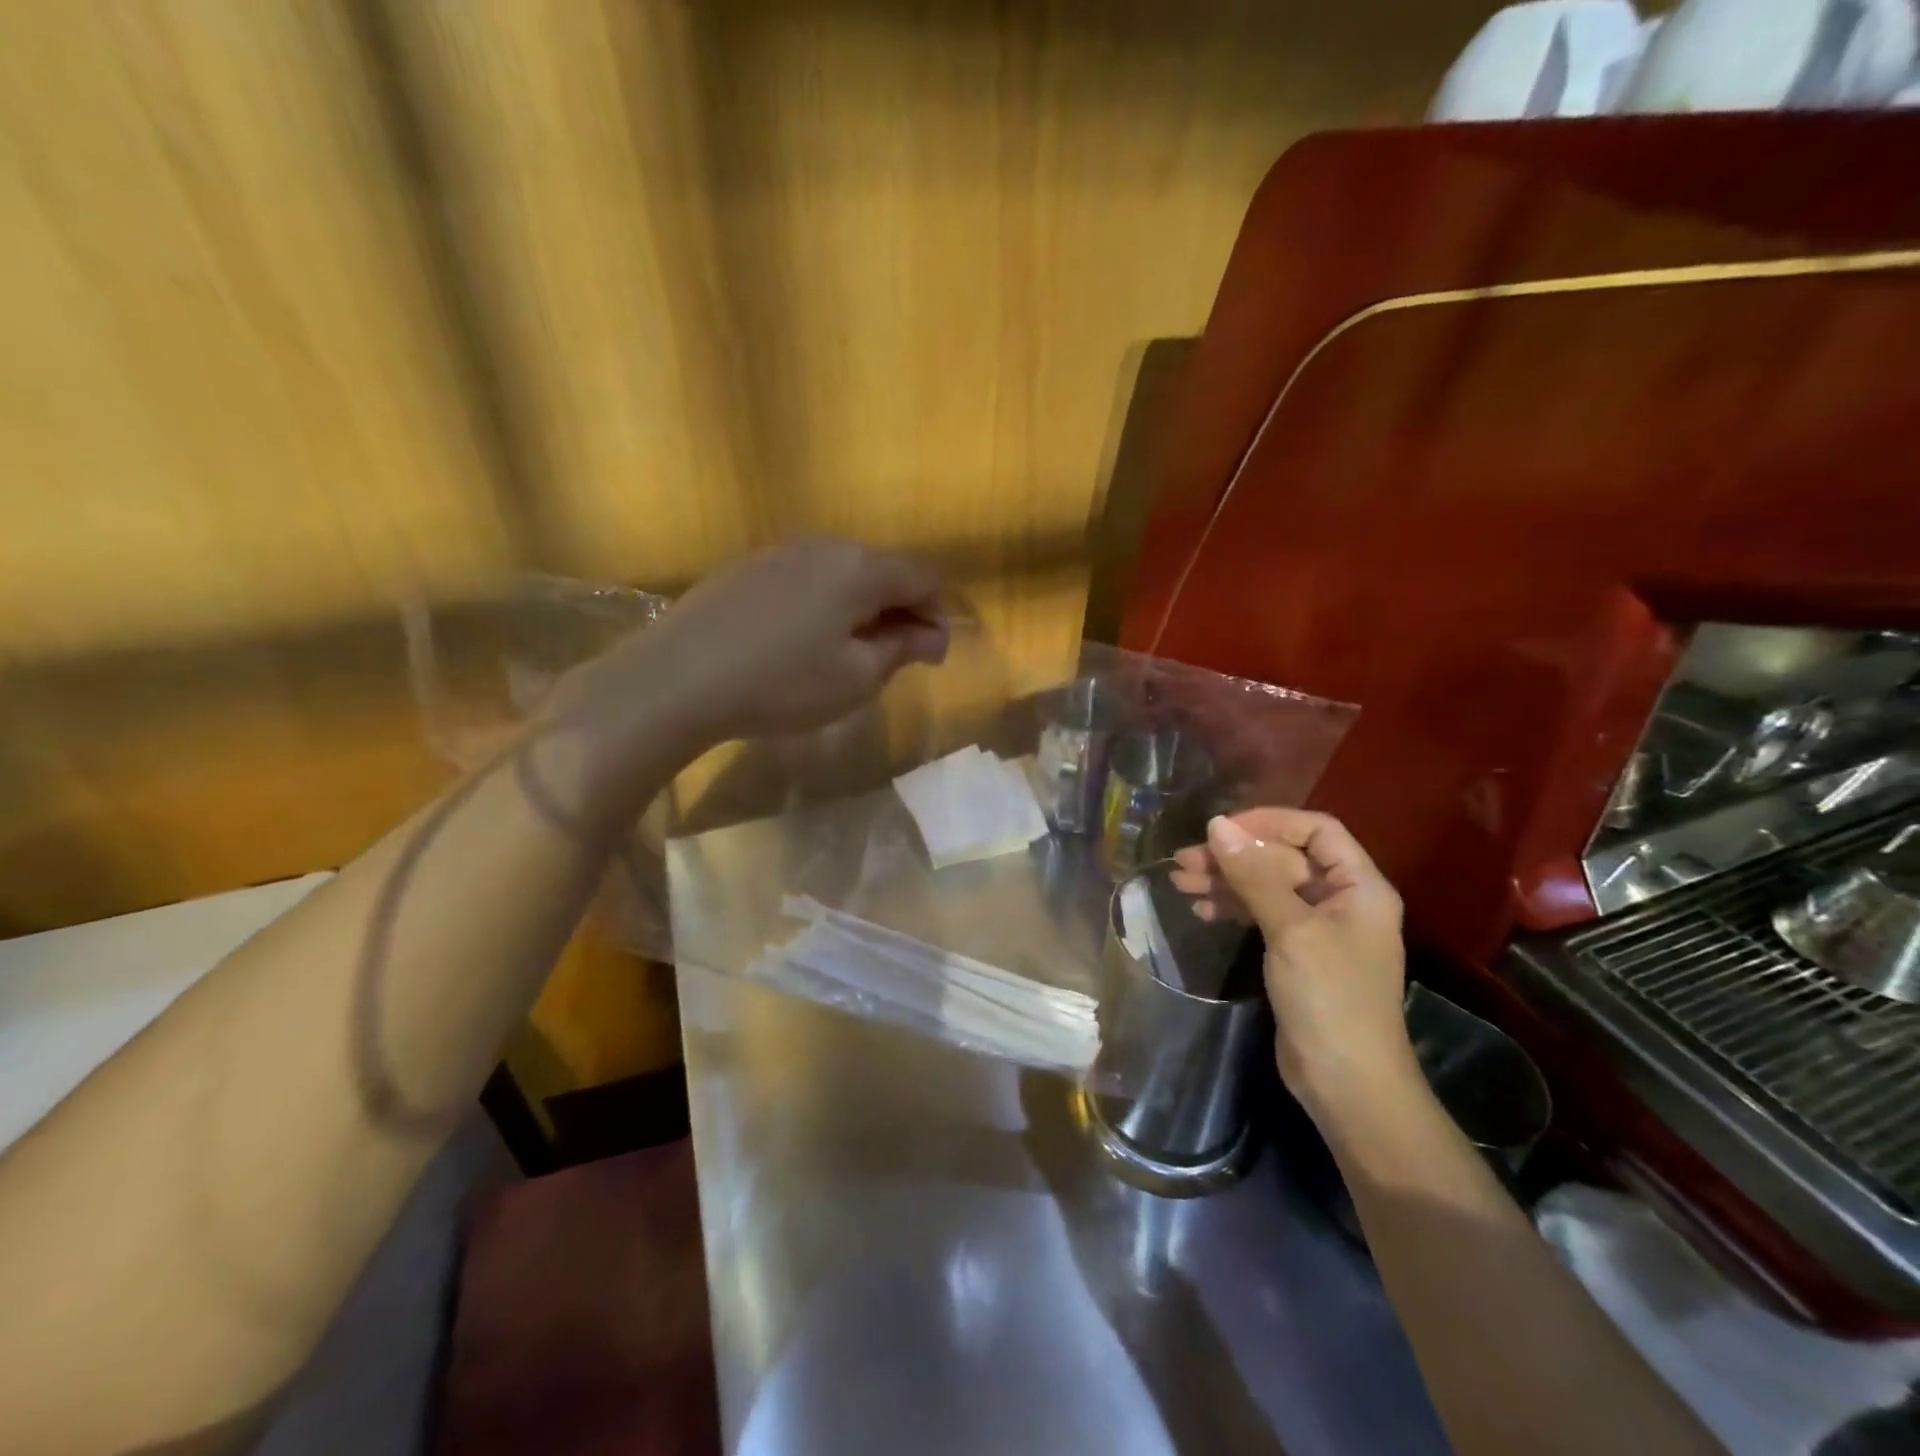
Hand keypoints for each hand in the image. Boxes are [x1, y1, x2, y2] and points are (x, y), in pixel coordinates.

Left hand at [553, 536, 948, 749]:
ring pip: (840, 574)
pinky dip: (820, 606)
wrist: (677, 679)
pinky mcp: (744, 568)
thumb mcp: (856, 677)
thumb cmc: (783, 683)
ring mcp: (778, 552)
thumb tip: (931, 635)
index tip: (930, 658)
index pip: (923, 576)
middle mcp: (823, 545)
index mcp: (859, 567)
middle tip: (892, 659)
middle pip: (882, 570)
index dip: (937, 614)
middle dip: (899, 611)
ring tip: (845, 654)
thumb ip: (901, 649)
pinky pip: (803, 580)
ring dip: (859, 609)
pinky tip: (798, 644)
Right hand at [1171, 809, 1415, 1118]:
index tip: (1222, 830)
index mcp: (1359, 886)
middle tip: (1184, 860)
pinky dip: (1232, 907)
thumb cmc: (1330, 998)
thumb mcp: (1292, 930)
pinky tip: (1200, 909)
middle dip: (1235, 855)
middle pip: (1284, 858)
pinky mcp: (1297, 953)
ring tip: (1179, 881)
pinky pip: (1261, 914)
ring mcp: (1318, 928)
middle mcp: (1341, 900)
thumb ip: (1254, 875)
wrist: (1347, 1084)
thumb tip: (1217, 825)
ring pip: (1267, 886)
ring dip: (1226, 880)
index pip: (1315, 830)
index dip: (1269, 822)